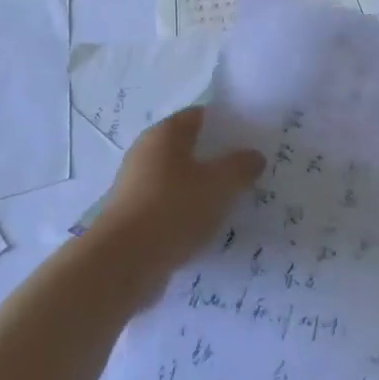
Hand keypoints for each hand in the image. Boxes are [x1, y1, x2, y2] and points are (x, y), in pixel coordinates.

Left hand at [95, 107, 264, 287]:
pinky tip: (210, 229)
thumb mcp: (219, 184)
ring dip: (204, 189)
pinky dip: (189, 214)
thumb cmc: (173, 209)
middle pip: (190, 148)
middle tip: (249, 172)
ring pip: (181, 180)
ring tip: (235, 203)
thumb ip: (241, 166)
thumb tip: (254, 155)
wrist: (124, 263)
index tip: (252, 139)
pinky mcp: (135, 217)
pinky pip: (171, 207)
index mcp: (165, 133)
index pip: (200, 116)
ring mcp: (138, 186)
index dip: (227, 124)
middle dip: (218, 159)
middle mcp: (147, 153)